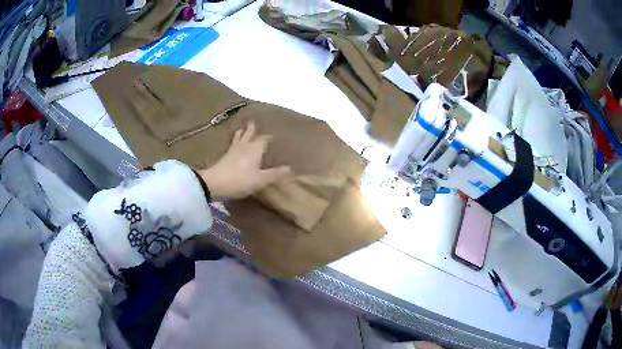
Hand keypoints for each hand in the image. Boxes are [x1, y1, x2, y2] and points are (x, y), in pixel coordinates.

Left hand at [199, 122, 291, 199]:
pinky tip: (234, 143)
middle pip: (249, 134)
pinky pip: (232, 144)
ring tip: (242, 128)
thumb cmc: (239, 180)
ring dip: (242, 132)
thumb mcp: (260, 180)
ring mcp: (233, 150)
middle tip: (254, 122)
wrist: (214, 183)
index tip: (274, 136)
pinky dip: (235, 140)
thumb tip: (290, 168)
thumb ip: (275, 174)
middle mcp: (244, 146)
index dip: (269, 138)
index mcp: (255, 149)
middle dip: (253, 129)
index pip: (264, 139)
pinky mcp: (225, 156)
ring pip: (239, 137)